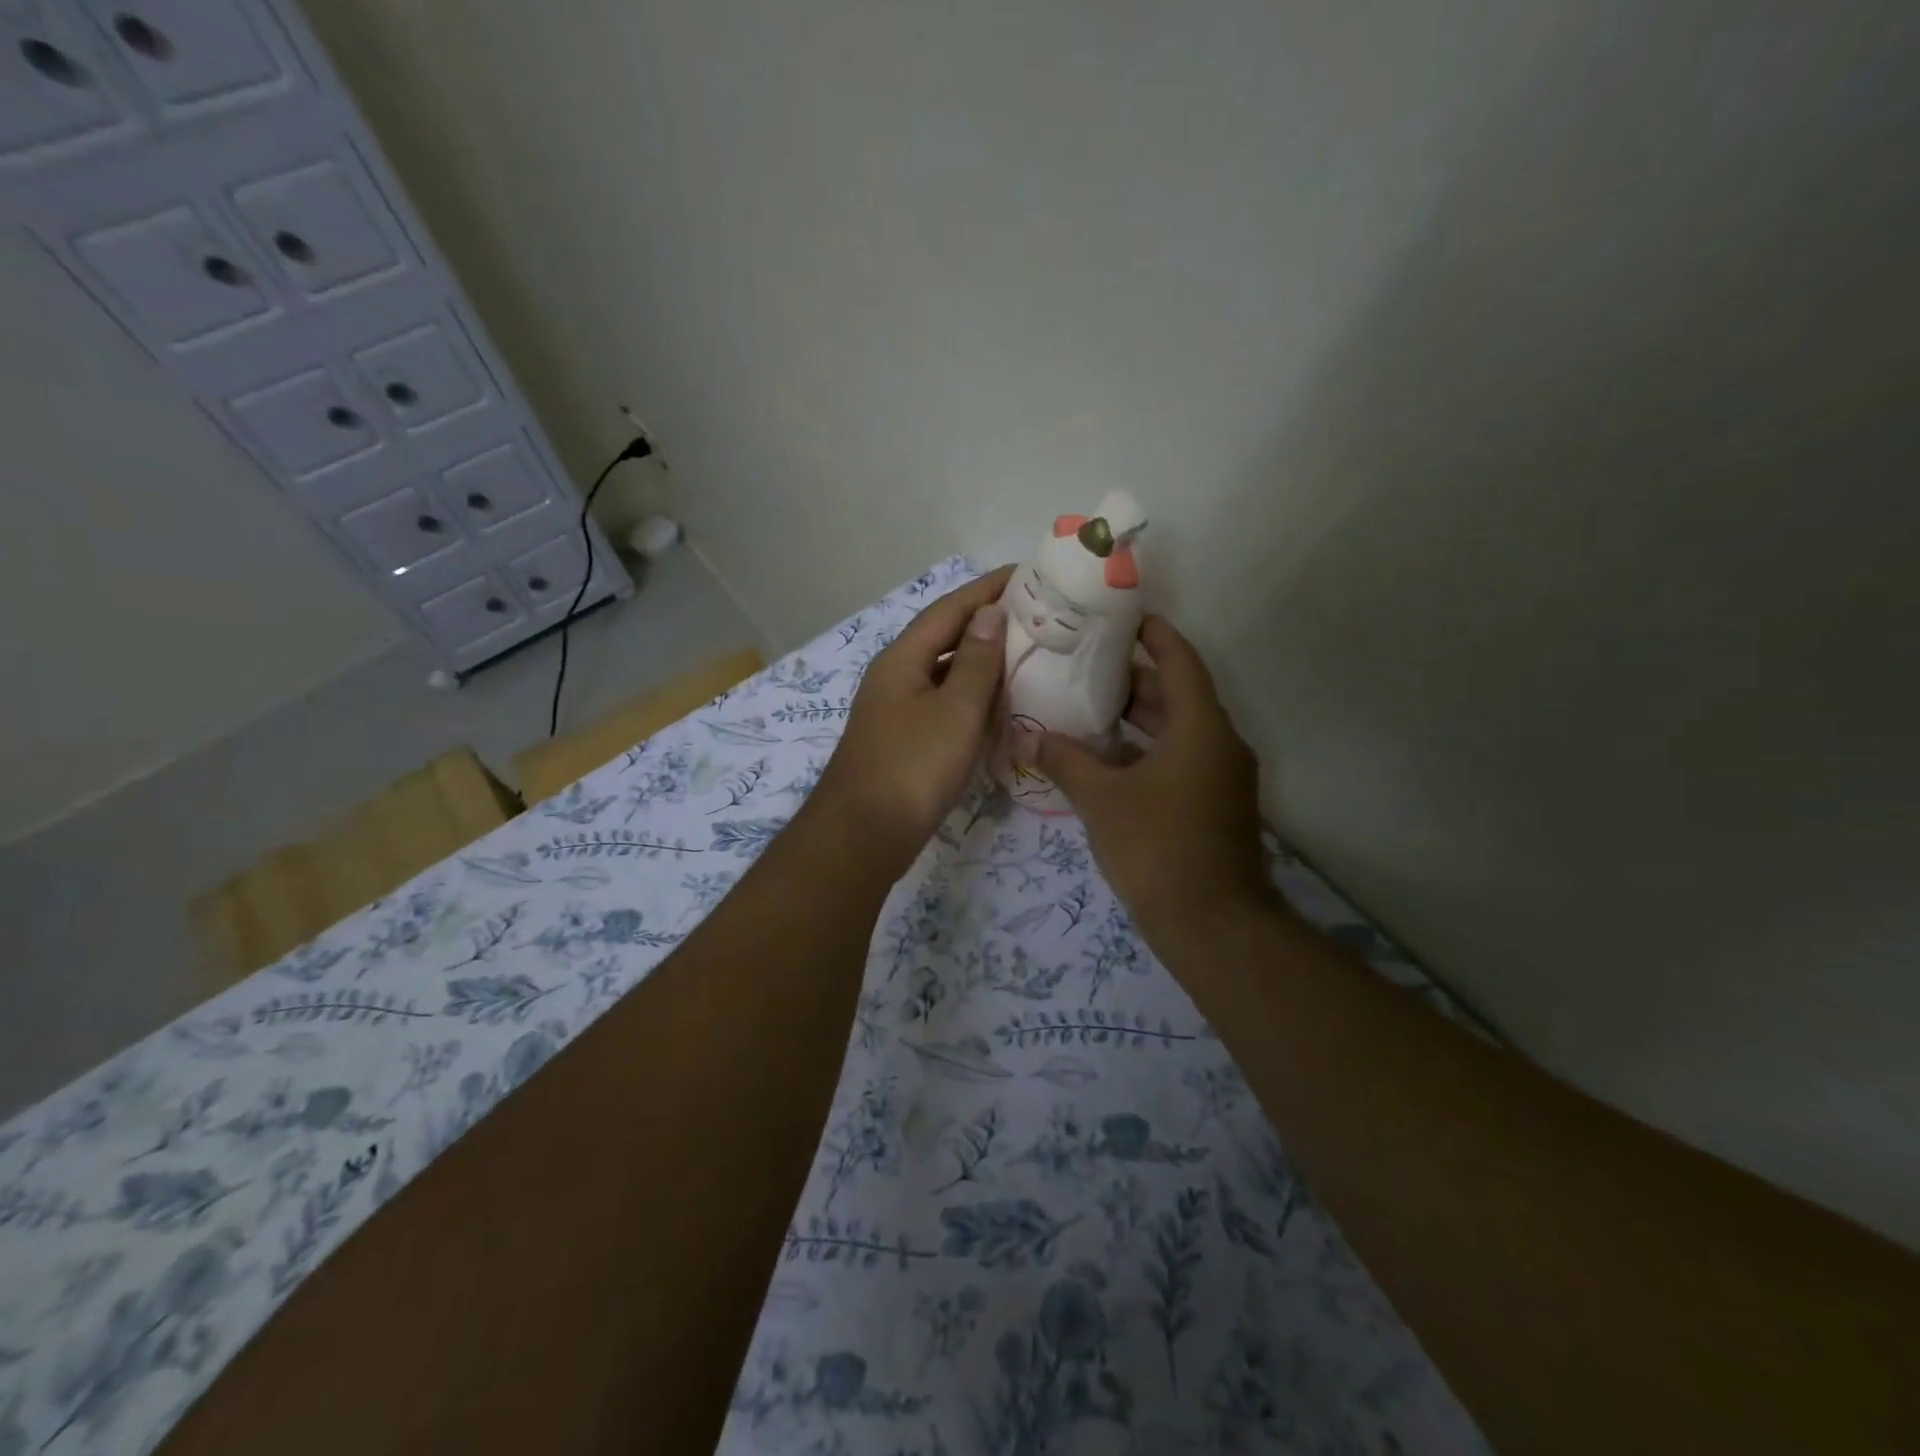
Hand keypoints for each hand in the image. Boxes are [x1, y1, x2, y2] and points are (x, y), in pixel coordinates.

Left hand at [811, 565, 1013, 873]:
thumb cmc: (913, 767)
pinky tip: (1000, 705)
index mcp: (903, 659)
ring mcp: (898, 710)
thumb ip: (977, 662)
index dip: (987, 589)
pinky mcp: (906, 740)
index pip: (949, 609)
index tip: (1025, 574)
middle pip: (946, 637)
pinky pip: (945, 704)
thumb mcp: (955, 711)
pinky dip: (973, 698)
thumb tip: (990, 613)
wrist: (865, 835)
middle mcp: (897, 676)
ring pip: (946, 673)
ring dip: (982, 662)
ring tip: (1027, 654)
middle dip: (987, 623)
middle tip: (1035, 617)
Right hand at [1025, 616, 1277, 946]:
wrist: (1212, 924)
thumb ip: (1064, 761)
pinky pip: (1180, 759)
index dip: (1154, 634)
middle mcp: (1219, 743)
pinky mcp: (1214, 805)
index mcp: (1200, 727)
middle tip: (1084, 665)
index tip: (1122, 618)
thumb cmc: (1157, 847)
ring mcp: (1221, 777)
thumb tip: (1026, 737)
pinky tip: (1106, 759)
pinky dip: (1147, 750)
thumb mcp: (1101, 799)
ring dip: (1138, 717)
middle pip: (1177, 694)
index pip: (1180, 660)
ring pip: (1178, 730)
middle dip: (1133, 678)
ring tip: (1086, 706)